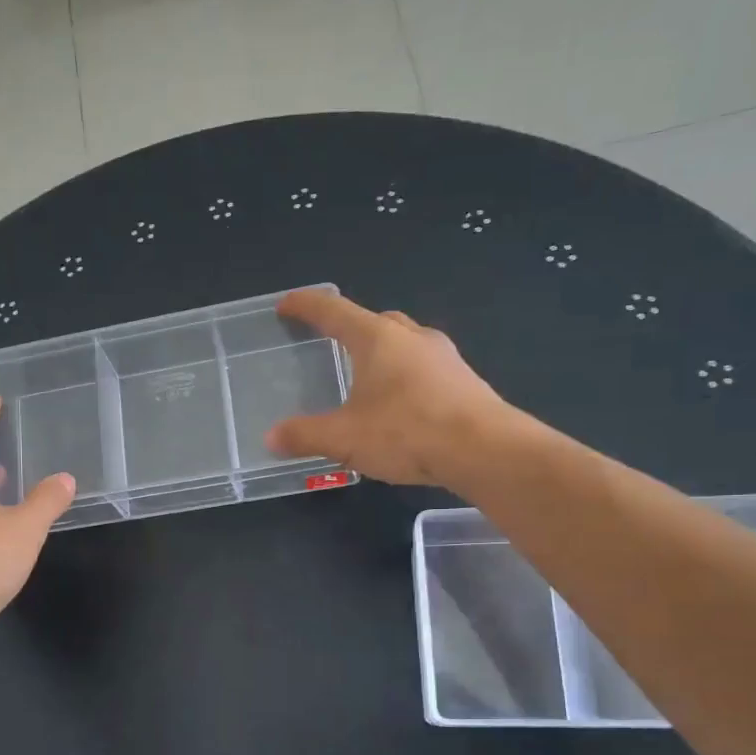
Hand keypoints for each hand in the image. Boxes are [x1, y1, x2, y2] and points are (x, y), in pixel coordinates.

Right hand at [265, 290, 515, 487]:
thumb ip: (305, 435)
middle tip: (332, 344)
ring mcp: (443, 356)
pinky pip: (425, 367)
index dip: (306, 306)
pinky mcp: (463, 380)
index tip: (287, 305)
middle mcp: (411, 337)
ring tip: (366, 377)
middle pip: (374, 320)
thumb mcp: (344, 438)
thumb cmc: (406, 432)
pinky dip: (405, 375)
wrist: (484, 449)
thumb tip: (271, 438)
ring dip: (383, 352)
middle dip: (350, 328)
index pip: (333, 311)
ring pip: (404, 342)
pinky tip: (401, 404)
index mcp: (377, 338)